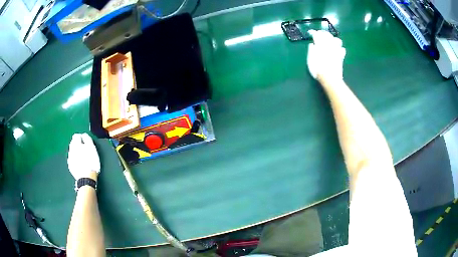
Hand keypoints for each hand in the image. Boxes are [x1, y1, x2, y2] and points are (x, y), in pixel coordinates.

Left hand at [68, 133, 100, 179]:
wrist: (87, 178)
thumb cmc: (91, 162)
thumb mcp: (92, 148)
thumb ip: (87, 139)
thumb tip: (84, 135)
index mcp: (76, 144)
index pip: (76, 136)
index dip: (81, 137)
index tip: (85, 141)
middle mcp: (71, 150)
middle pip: (73, 143)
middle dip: (77, 144)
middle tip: (84, 148)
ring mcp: (70, 158)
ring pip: (72, 151)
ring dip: (76, 151)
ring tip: (82, 156)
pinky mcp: (70, 166)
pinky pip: (72, 159)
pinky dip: (75, 159)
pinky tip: (79, 162)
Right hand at [307, 30, 345, 82]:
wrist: (330, 79)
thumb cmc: (318, 70)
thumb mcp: (310, 60)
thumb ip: (311, 50)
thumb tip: (312, 45)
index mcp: (320, 45)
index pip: (317, 35)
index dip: (313, 32)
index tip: (311, 33)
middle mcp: (329, 46)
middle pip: (327, 35)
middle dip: (323, 33)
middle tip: (319, 34)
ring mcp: (336, 51)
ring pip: (337, 40)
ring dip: (333, 38)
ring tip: (329, 40)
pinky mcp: (341, 57)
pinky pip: (342, 49)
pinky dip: (340, 48)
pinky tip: (337, 49)